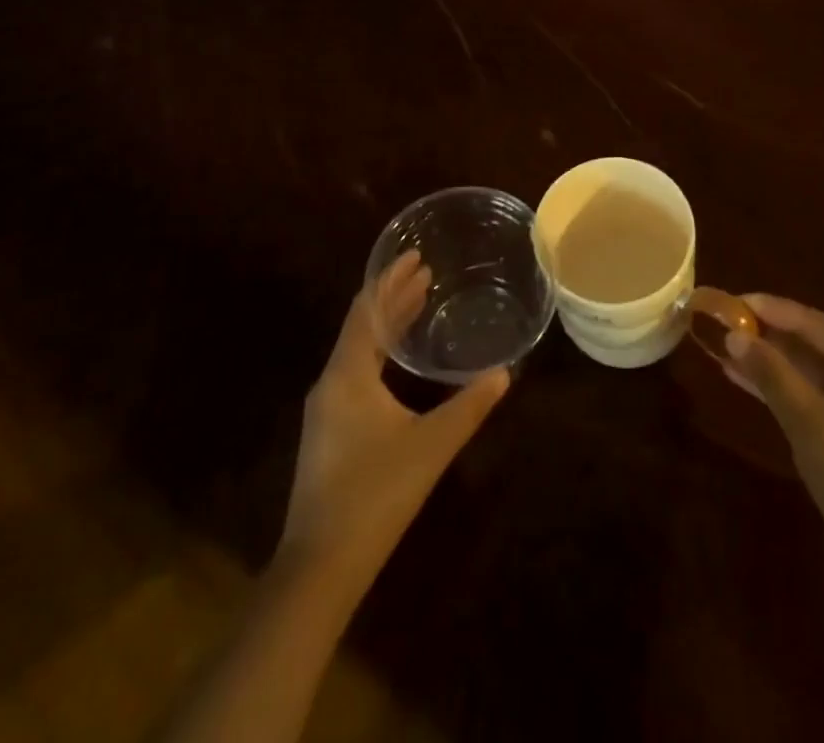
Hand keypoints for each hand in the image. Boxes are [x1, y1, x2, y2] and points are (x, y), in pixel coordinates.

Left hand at [280, 252, 509, 569]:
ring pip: (358, 350)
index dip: (391, 279)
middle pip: (362, 325)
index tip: (417, 256)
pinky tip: (400, 363)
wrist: (320, 567)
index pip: (367, 309)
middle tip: (427, 274)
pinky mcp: (329, 433)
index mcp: (347, 374)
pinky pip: (356, 372)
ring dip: (388, 324)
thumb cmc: (375, 494)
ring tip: (419, 304)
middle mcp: (331, 382)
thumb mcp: (430, 446)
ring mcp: (326, 410)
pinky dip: (381, 353)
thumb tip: (504, 373)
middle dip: (393, 297)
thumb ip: (468, 406)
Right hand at [723, 294, 823, 583]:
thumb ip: (770, 373)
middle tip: (719, 319)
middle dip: (764, 332)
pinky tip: (739, 375)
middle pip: (809, 341)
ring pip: (804, 367)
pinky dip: (776, 385)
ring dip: (766, 359)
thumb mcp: (809, 421)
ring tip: (720, 343)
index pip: (813, 322)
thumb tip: (733, 334)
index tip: (728, 298)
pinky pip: (807, 392)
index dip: (768, 309)